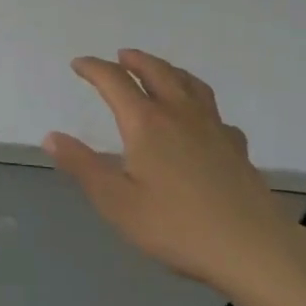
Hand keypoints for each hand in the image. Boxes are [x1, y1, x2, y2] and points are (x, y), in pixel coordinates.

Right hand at [44, 50, 304, 305]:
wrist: (253, 249)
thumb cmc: (177, 226)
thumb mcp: (117, 202)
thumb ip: (83, 166)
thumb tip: (51, 136)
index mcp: (146, 122)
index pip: (115, 81)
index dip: (94, 68)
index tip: (79, 64)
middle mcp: (179, 113)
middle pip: (156, 71)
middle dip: (135, 60)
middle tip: (121, 56)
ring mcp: (213, 127)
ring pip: (190, 84)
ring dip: (169, 71)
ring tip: (160, 72)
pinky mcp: (237, 147)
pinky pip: (215, 113)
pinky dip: (201, 106)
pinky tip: (202, 122)